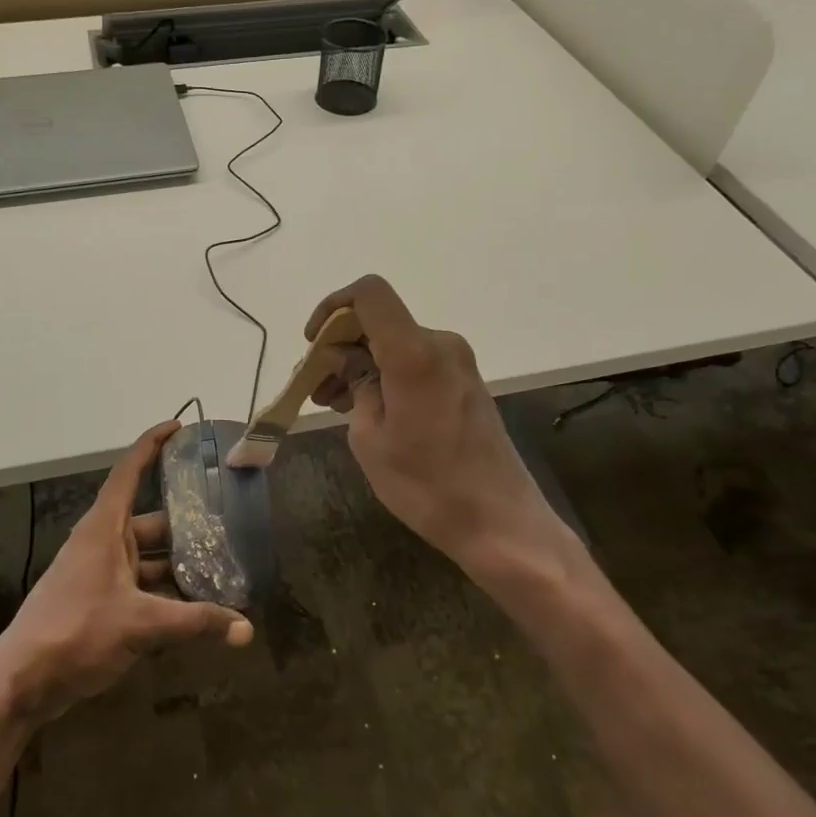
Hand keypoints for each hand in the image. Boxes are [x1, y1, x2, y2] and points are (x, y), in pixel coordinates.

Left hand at [0, 423, 251, 727]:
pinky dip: (166, 593)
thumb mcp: (140, 625)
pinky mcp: (100, 602)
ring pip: (149, 558)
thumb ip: (195, 623)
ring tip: (222, 570)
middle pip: (151, 521)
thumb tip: (247, 630)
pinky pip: (142, 586)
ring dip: (180, 565)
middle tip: (227, 523)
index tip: (179, 427)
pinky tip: (196, 608)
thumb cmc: (76, 633)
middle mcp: (103, 543)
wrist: (21, 684)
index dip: (152, 444)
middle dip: (187, 524)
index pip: (130, 471)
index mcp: (104, 528)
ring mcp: (101, 574)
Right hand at [306, 275, 557, 570]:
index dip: (334, 306)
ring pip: (394, 343)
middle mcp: (439, 344)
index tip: (314, 343)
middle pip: (379, 321)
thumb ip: (355, 384)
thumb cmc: (426, 484)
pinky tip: (365, 406)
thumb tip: (345, 358)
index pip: (369, 293)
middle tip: (315, 385)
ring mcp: (457, 362)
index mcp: (413, 352)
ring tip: (332, 402)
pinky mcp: (464, 381)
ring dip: (361, 363)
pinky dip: (385, 374)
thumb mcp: (370, 437)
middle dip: (341, 345)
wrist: (500, 523)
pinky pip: (414, 361)